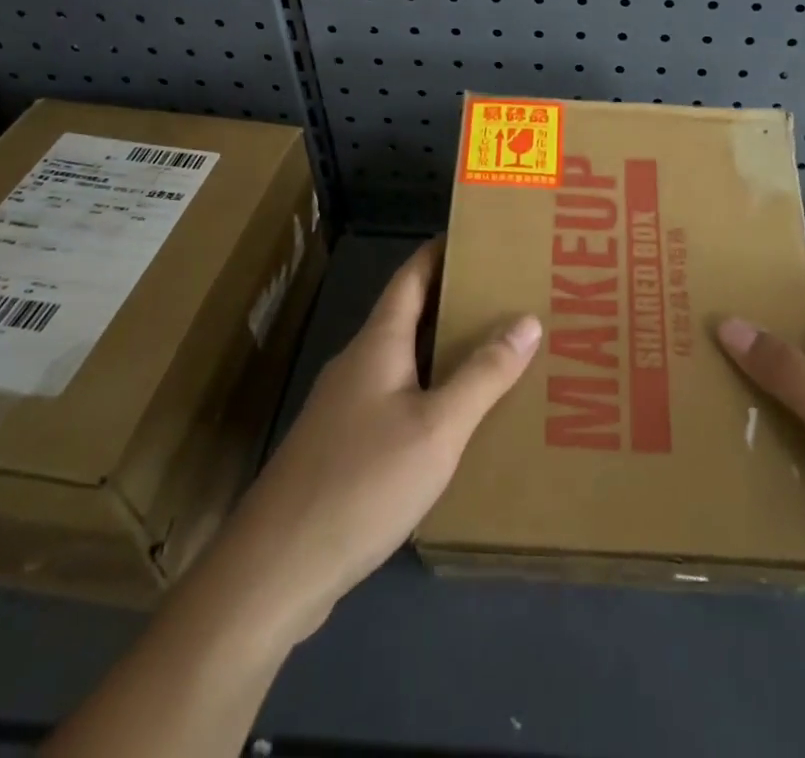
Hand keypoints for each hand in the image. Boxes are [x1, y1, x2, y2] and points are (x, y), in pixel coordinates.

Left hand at [220, 238, 540, 644]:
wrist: (277, 568)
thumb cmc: (362, 482)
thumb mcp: (438, 427)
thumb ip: (484, 375)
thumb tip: (527, 319)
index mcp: (378, 343)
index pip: (412, 275)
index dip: (441, 250)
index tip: (480, 236)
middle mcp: (359, 363)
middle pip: (409, 314)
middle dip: (454, 300)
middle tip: (507, 296)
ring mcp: (345, 406)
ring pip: (403, 360)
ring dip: (443, 349)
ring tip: (494, 351)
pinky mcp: (342, 446)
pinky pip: (395, 398)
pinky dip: (429, 391)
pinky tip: (455, 419)